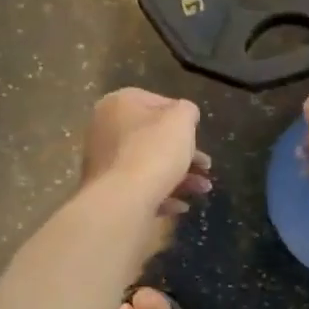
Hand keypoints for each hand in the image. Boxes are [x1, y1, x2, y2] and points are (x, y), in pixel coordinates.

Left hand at [81, 89, 212, 218]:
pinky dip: (161, 194)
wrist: (122, 199)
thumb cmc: (154, 151)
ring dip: (179, 176)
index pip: (157, 102)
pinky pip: (138, 187)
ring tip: (202, 190)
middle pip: (152, 137)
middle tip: (205, 166)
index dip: (182, 118)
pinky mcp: (105, 189)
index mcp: (119, 103)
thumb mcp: (181, 120)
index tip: (198, 135)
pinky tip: (181, 205)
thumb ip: (187, 110)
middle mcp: (105, 128)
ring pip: (148, 164)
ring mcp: (103, 160)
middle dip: (184, 154)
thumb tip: (184, 114)